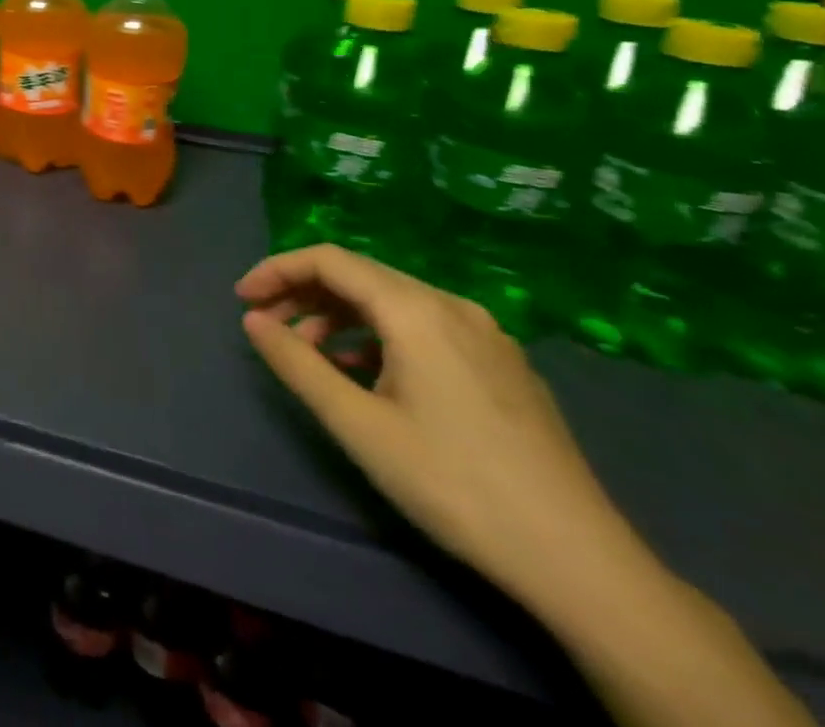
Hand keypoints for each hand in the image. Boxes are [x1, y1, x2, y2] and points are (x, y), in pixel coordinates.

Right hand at [235, 245, 632, 611]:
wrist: (582, 563)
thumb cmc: (454, 484)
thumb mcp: (358, 425)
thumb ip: (297, 363)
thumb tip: (253, 320)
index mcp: (416, 310)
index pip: (329, 260)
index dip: (277, 270)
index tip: (242, 301)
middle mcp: (453, 306)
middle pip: (360, 276)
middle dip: (304, 294)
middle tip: (267, 327)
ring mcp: (485, 335)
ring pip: (391, 302)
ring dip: (339, 317)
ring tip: (312, 358)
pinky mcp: (502, 365)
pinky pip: (423, 327)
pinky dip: (377, 337)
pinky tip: (366, 377)